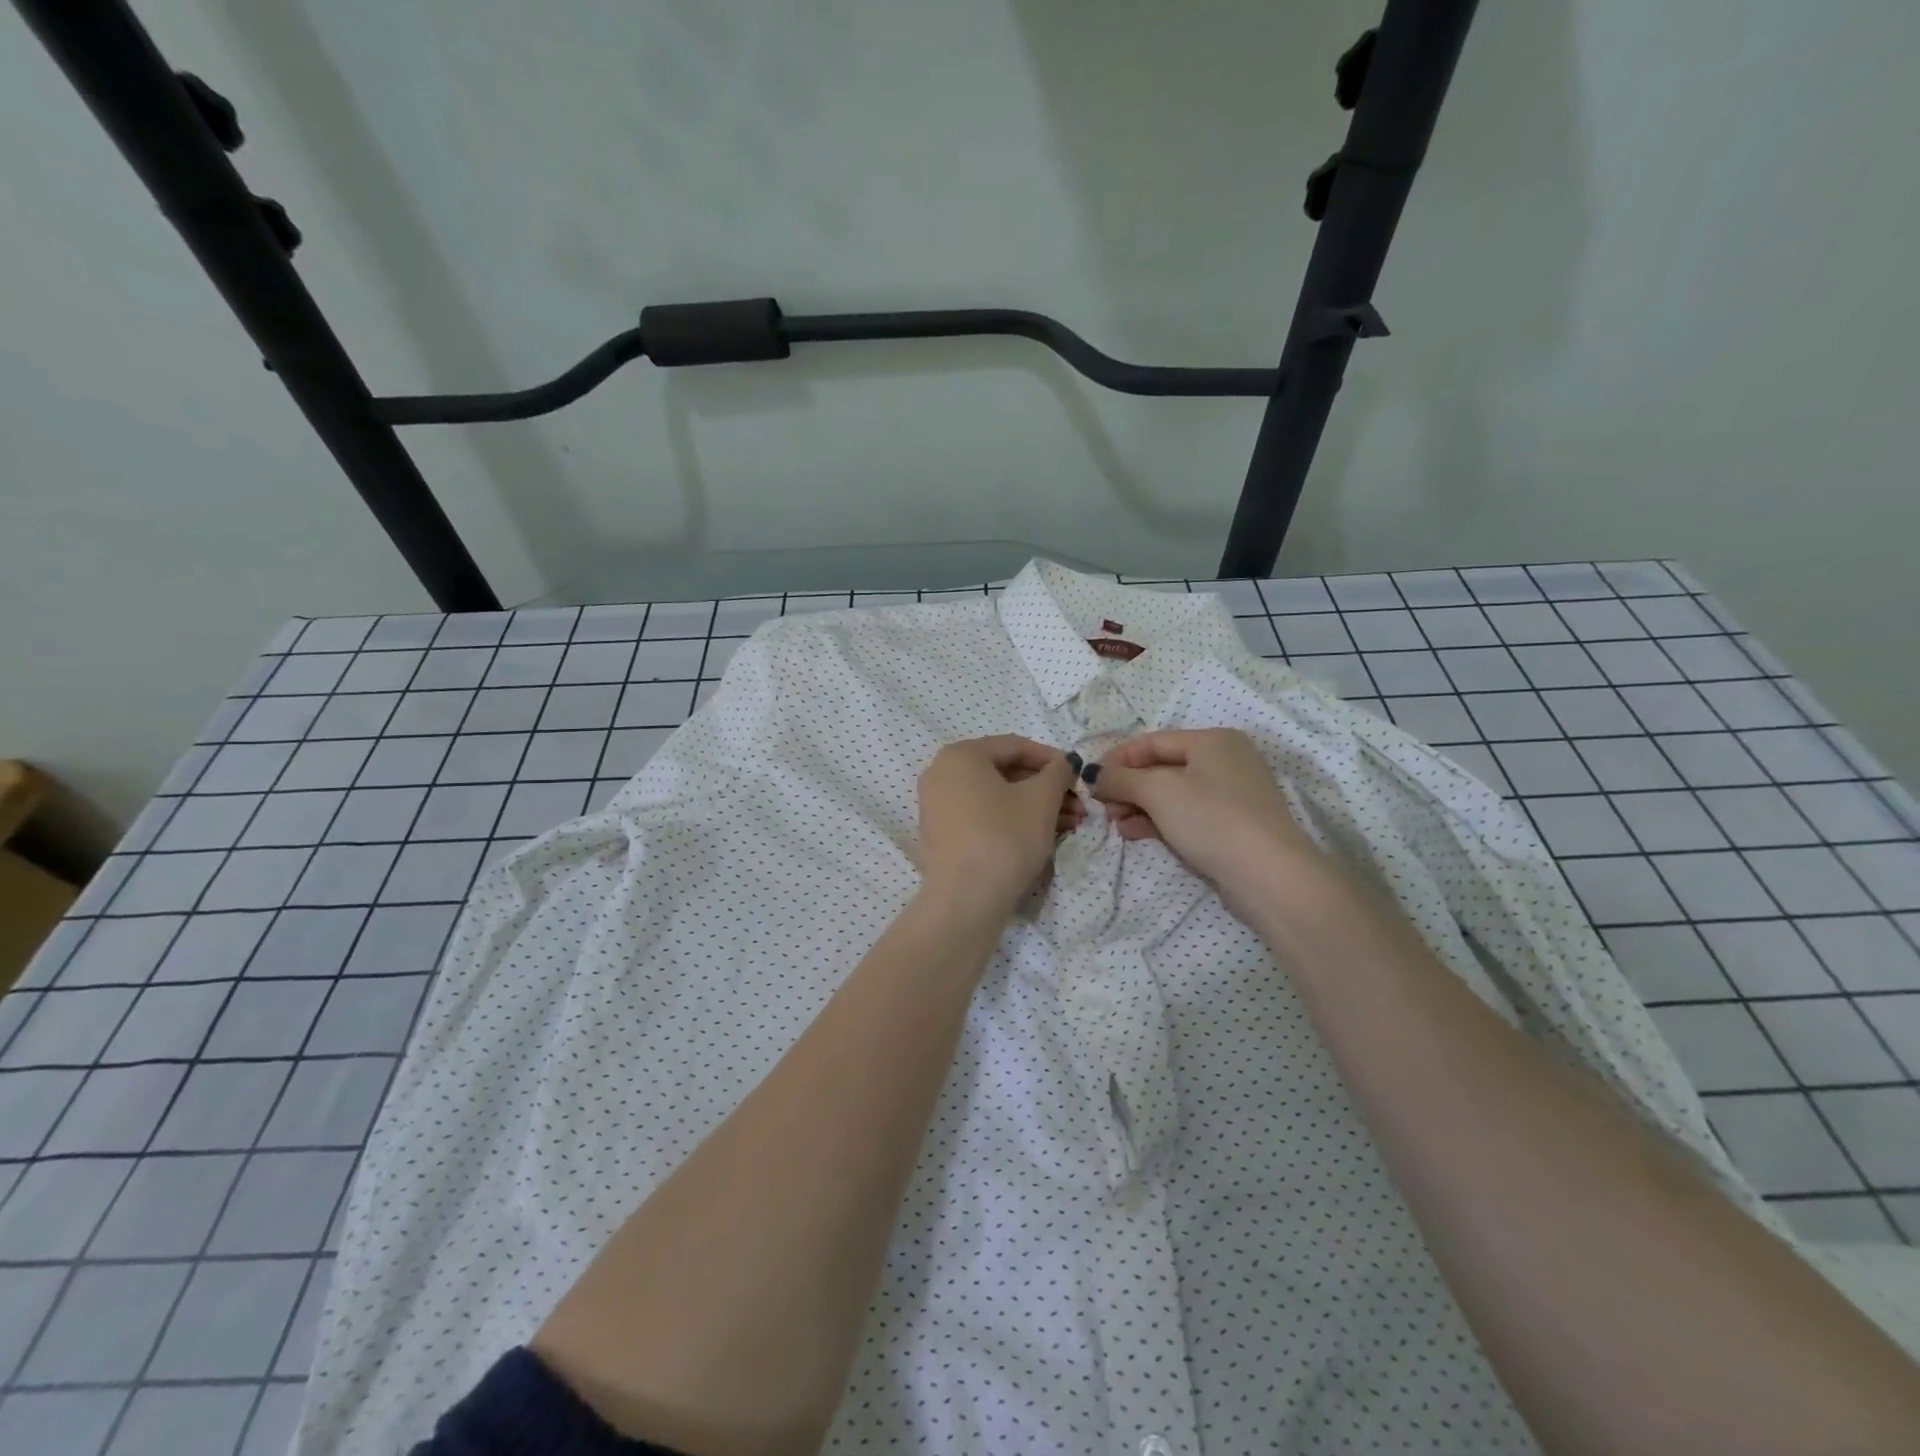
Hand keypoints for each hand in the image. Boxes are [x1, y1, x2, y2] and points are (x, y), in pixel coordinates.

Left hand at [916, 736, 1081, 920]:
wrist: (965, 900)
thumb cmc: (1005, 837)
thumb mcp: (1041, 800)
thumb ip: (1057, 772)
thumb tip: (1065, 762)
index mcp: (960, 754)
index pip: (1015, 746)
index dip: (1052, 759)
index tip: (1078, 776)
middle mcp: (941, 773)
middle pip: (1004, 772)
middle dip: (1045, 788)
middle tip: (1078, 806)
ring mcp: (937, 806)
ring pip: (995, 797)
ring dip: (1034, 806)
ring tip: (1069, 824)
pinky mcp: (941, 835)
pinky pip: (981, 815)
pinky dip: (1012, 820)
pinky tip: (1042, 835)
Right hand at [1087, 728, 1322, 908]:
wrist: (1268, 875)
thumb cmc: (1211, 819)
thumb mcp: (1158, 791)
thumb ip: (1120, 778)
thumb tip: (1095, 774)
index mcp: (1211, 740)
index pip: (1152, 742)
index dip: (1117, 759)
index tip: (1091, 780)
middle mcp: (1224, 760)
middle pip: (1161, 767)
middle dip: (1128, 787)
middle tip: (1103, 808)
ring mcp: (1231, 794)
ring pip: (1171, 793)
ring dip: (1139, 806)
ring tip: (1116, 825)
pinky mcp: (1231, 824)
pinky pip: (1186, 814)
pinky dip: (1159, 820)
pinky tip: (1135, 833)